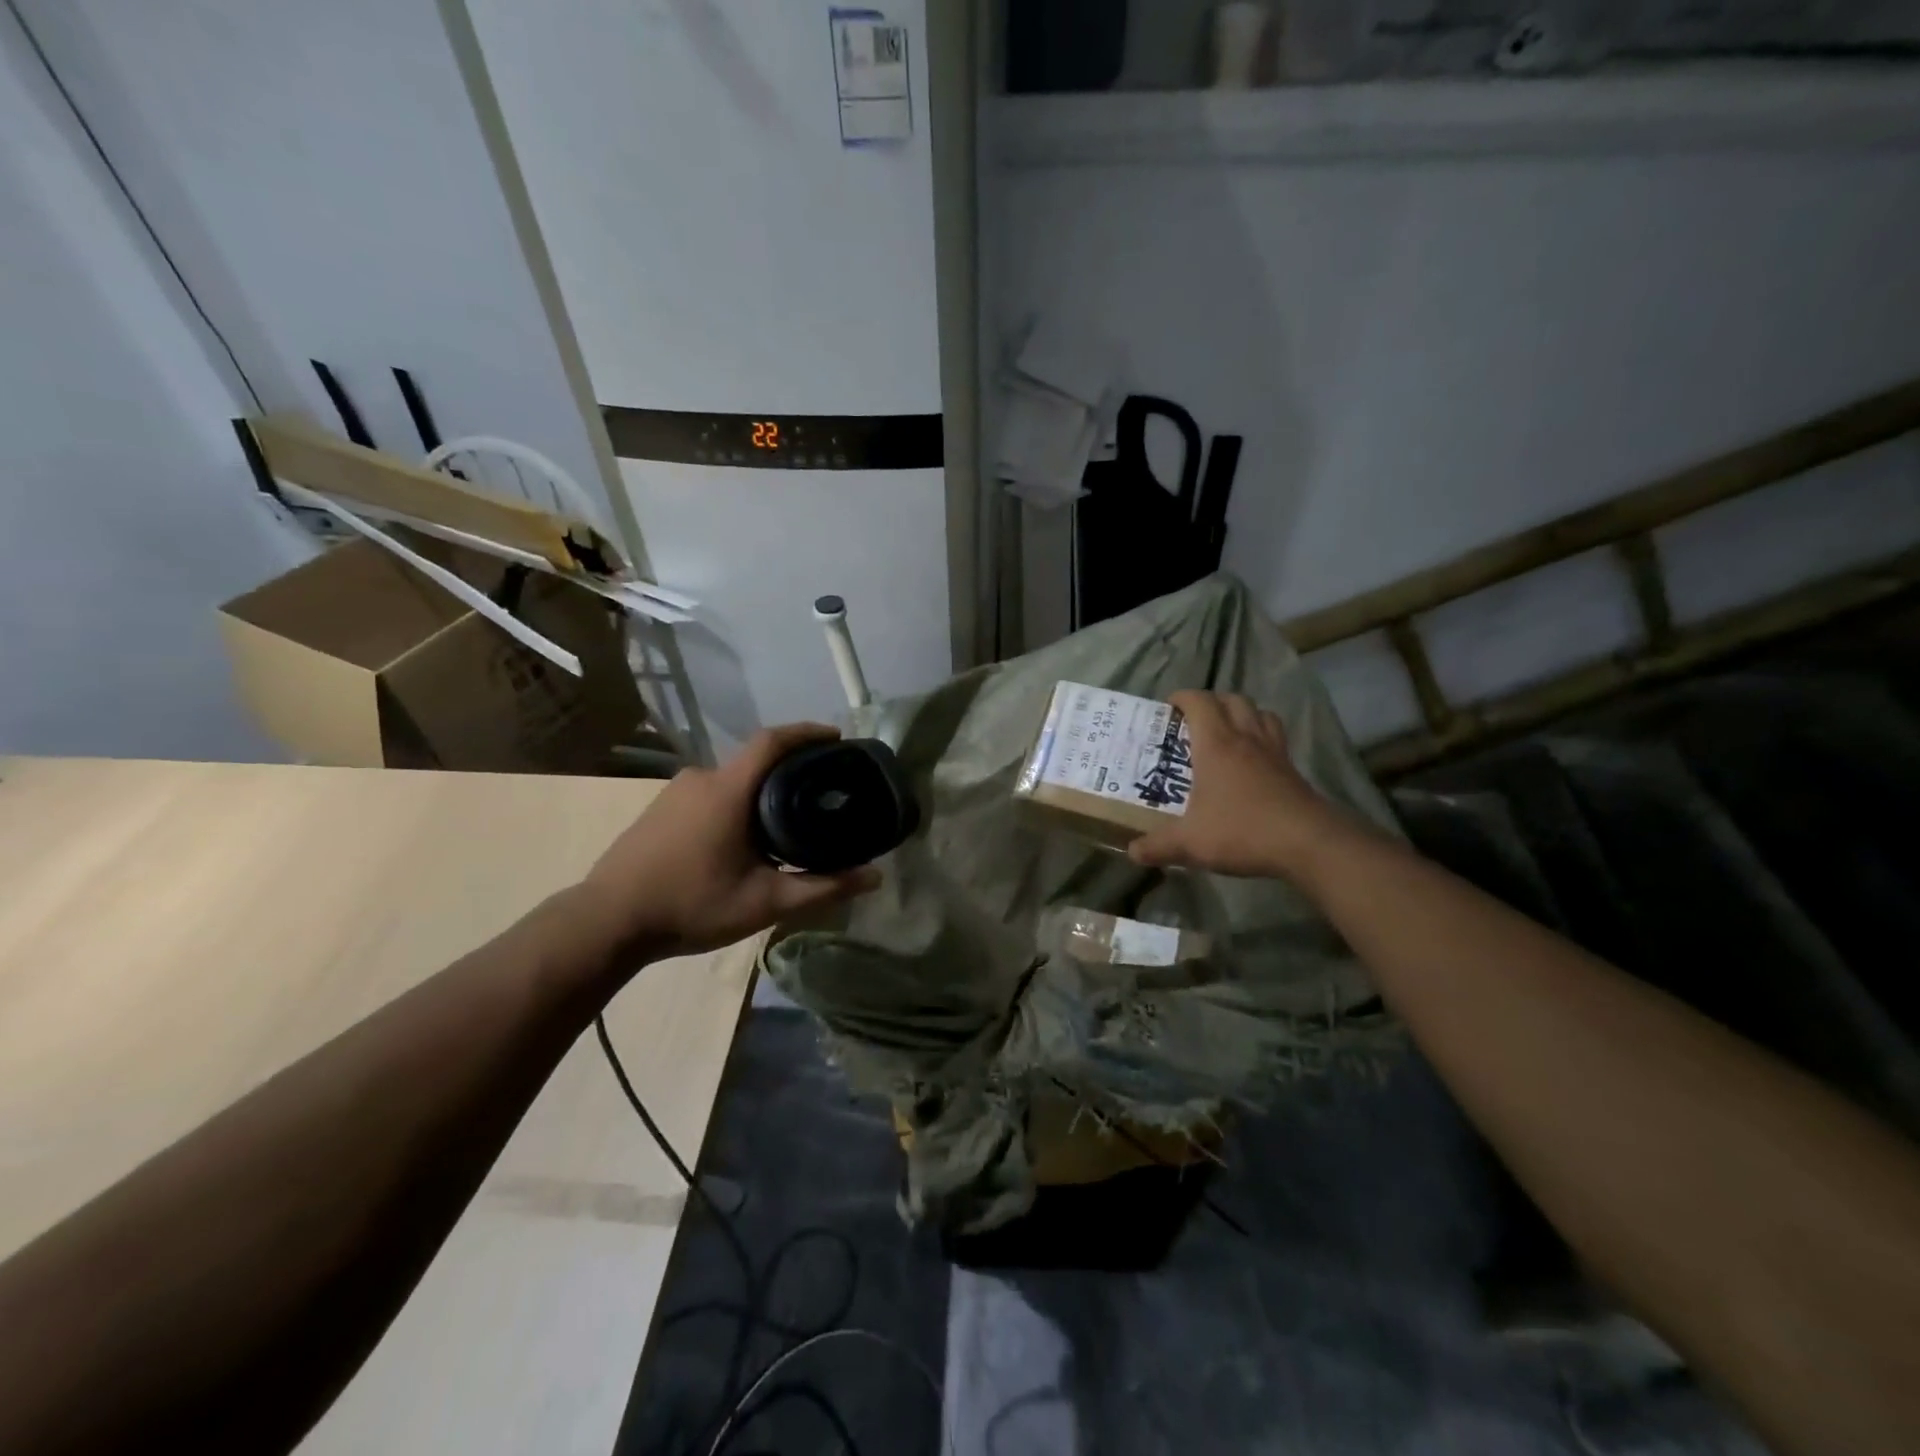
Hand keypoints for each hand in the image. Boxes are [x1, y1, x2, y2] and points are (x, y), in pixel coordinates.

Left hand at [578, 723, 881, 963]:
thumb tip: (874, 876)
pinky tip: (741, 839)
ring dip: (759, 793)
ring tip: (784, 822)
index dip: (807, 732)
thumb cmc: (691, 905)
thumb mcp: (765, 902)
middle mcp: (701, 778)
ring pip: (731, 781)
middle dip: (789, 771)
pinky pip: (709, 794)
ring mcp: (674, 792)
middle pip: (754, 761)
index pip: (773, 740)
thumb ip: (822, 887)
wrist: (606, 922)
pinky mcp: (659, 809)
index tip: (836, 738)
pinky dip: (734, 804)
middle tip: (819, 794)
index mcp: (728, 790)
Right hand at [1129, 691, 1350, 880]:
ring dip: (1242, 714)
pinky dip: (1262, 737)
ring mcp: (1274, 752)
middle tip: (1195, 721)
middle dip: (1212, 702)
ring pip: (1260, 714)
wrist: (1308, 843)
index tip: (1169, 707)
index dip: (1183, 698)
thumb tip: (1133, 851)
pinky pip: (1276, 738)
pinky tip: (1254, 762)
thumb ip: (1158, 846)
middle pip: (1233, 700)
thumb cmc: (1241, 831)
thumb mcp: (1190, 843)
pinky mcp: (1292, 770)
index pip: (1199, 702)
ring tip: (1227, 732)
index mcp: (1216, 745)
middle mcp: (1245, 739)